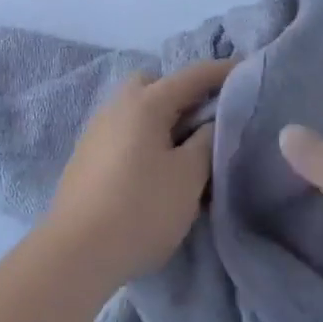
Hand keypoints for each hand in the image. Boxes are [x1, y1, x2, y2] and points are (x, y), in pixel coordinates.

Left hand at [46, 59, 230, 288]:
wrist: (76, 252)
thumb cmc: (141, 209)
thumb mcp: (188, 177)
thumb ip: (206, 142)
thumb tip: (210, 123)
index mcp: (145, 102)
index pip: (191, 75)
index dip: (221, 71)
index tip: (246, 69)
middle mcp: (118, 105)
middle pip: (155, 83)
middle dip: (182, 92)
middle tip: (206, 117)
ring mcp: (97, 129)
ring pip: (136, 107)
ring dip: (161, 117)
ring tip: (183, 147)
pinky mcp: (86, 155)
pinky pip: (124, 130)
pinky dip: (143, 136)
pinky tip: (153, 166)